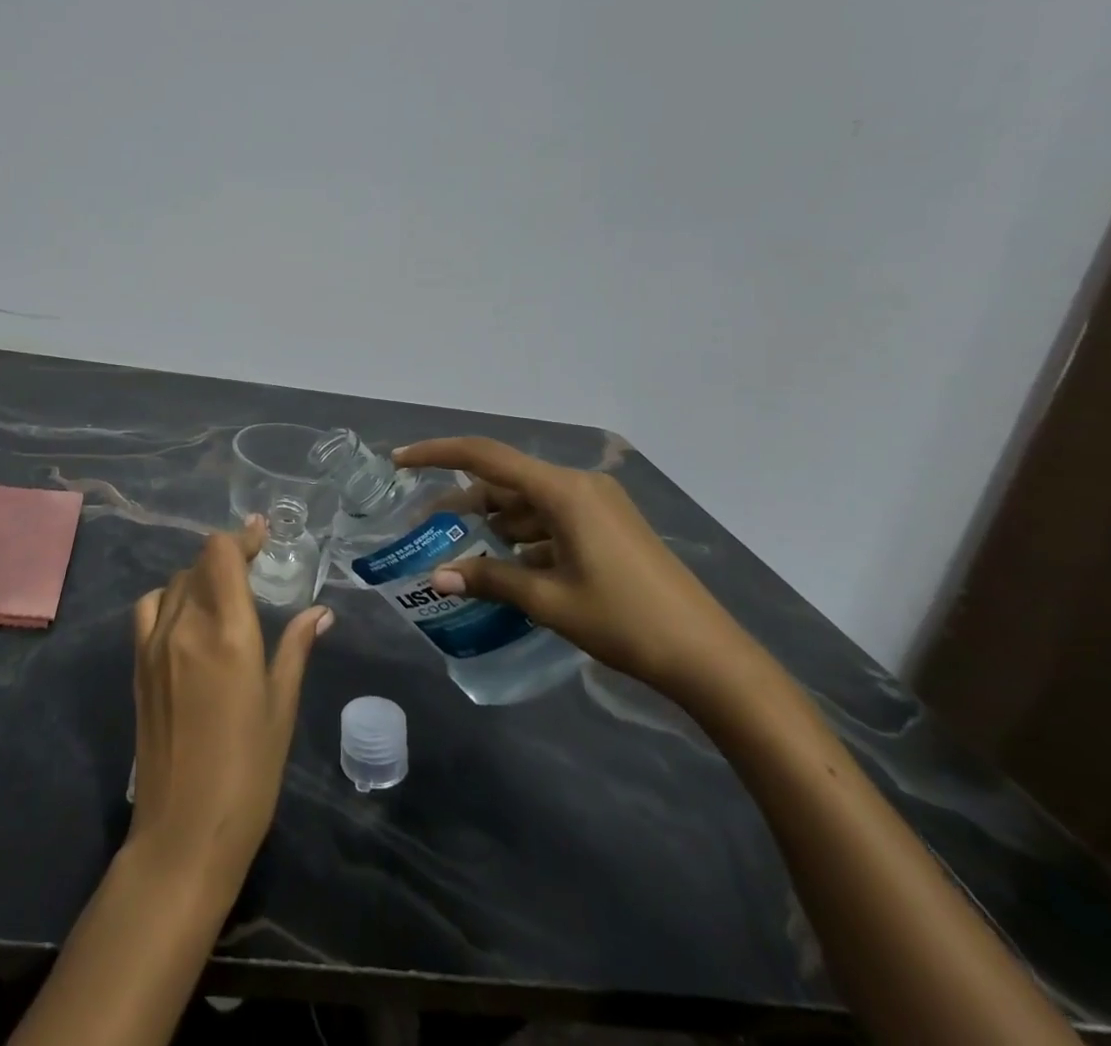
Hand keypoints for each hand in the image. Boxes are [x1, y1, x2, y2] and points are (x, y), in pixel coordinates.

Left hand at [128, 519, 333, 887]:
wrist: (183, 832)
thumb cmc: (248, 772)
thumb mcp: (281, 707)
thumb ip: (296, 649)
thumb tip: (319, 612)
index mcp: (227, 631)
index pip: (222, 555)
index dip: (242, 537)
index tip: (261, 532)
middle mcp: (185, 625)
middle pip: (198, 564)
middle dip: (227, 557)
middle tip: (254, 567)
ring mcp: (154, 644)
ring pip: (174, 584)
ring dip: (199, 578)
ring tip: (223, 595)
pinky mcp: (138, 665)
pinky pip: (150, 609)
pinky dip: (170, 599)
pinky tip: (187, 621)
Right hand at [394, 437, 755, 703]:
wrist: (710, 658)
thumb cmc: (625, 621)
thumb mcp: (549, 600)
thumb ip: (490, 580)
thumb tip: (436, 577)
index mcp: (564, 491)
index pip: (486, 457)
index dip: (438, 453)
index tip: (401, 460)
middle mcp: (580, 487)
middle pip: (507, 482)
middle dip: (466, 502)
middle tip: (429, 525)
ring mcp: (599, 507)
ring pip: (530, 504)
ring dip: (496, 524)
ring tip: (462, 551)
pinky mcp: (610, 528)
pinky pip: (553, 521)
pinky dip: (525, 538)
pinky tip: (508, 566)